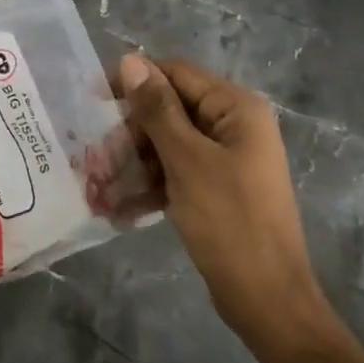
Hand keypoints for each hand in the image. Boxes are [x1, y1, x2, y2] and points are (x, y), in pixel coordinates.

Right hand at [116, 56, 331, 353]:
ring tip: (101, 188)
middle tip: (97, 159)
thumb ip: (157, 109)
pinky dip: (151, 185)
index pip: (176, 75)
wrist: (269, 302)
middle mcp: (233, 125)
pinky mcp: (217, 188)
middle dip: (131, 134)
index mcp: (236, 108)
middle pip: (169, 111)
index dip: (135, 84)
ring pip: (168, 144)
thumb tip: (130, 60)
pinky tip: (121, 208)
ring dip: (134, 163)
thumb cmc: (230, 221)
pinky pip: (177, 172)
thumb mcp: (187, 160)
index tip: (94, 102)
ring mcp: (226, 159)